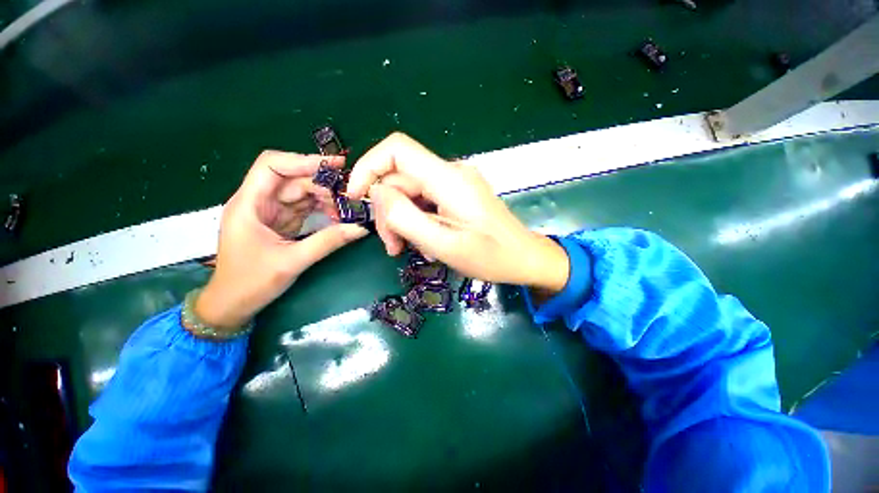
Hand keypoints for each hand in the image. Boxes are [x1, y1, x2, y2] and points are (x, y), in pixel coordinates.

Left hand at [195, 151, 368, 330]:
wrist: (232, 305)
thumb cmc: (251, 283)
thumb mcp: (292, 261)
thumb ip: (328, 241)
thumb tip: (360, 228)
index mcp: (249, 204)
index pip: (272, 166)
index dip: (303, 161)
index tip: (334, 166)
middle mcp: (258, 202)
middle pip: (292, 179)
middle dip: (321, 184)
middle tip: (350, 193)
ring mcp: (270, 212)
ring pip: (300, 193)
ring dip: (325, 197)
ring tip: (347, 207)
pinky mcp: (280, 223)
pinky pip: (304, 208)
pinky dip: (321, 209)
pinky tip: (337, 215)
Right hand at [347, 132, 568, 292]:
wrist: (524, 258)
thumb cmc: (490, 257)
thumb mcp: (444, 245)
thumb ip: (407, 218)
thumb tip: (378, 193)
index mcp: (449, 179)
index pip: (397, 150)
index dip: (368, 167)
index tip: (356, 199)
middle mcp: (450, 173)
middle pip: (400, 179)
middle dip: (388, 212)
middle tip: (392, 247)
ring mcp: (454, 184)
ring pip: (410, 193)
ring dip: (401, 220)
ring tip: (406, 249)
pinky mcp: (456, 195)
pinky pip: (424, 201)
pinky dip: (416, 221)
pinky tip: (425, 243)